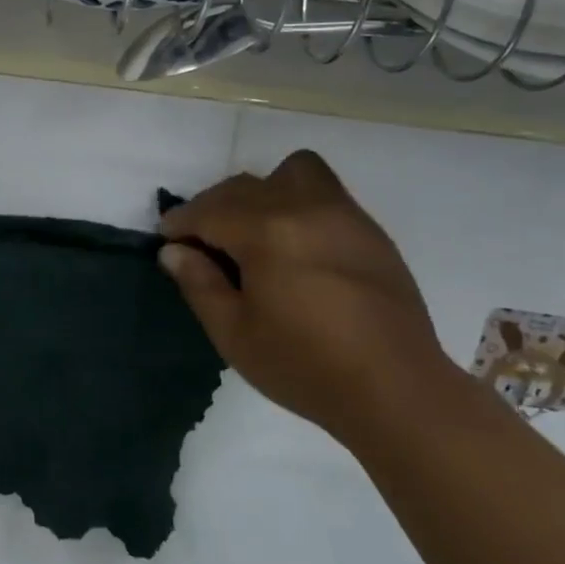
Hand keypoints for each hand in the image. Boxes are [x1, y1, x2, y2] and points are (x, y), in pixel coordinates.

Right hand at [158, 151, 455, 440]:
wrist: (397, 389)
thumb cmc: (306, 367)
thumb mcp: (234, 334)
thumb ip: (199, 284)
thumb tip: (174, 250)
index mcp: (266, 233)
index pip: (208, 210)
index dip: (180, 222)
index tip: (167, 239)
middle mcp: (303, 208)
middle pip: (243, 187)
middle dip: (213, 207)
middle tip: (203, 244)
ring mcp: (342, 213)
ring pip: (290, 173)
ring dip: (261, 192)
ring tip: (254, 230)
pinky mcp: (368, 229)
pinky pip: (324, 191)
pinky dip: (296, 202)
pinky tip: (295, 244)